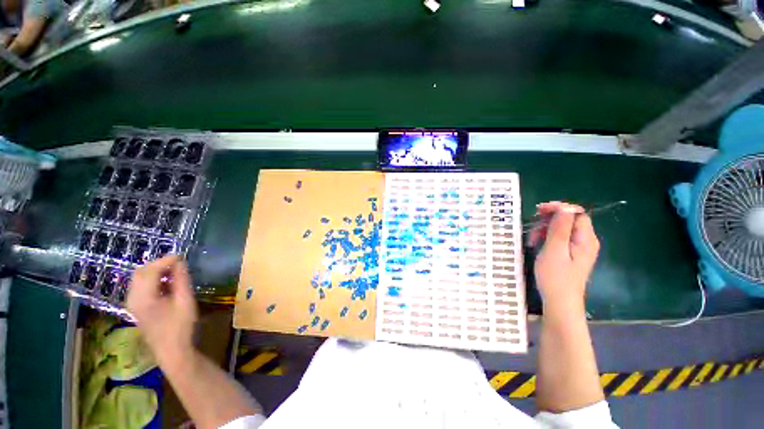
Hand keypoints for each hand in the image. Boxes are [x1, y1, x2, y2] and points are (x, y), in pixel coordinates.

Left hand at [127, 255, 197, 363]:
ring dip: (155, 271)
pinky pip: (140, 287)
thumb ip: (181, 280)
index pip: (150, 271)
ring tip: (174, 270)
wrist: (172, 351)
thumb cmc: (181, 326)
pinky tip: (166, 283)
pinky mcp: (136, 308)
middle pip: (140, 273)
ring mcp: (132, 304)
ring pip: (139, 279)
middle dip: (158, 264)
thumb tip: (180, 262)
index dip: (165, 260)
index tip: (182, 256)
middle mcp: (132, 299)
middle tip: (178, 262)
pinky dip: (152, 280)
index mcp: (143, 298)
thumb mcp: (185, 301)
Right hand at [531, 202, 599, 312]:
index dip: (559, 208)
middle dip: (549, 220)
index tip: (539, 210)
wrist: (560, 302)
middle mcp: (586, 241)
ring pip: (563, 229)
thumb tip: (564, 208)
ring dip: (545, 230)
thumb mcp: (554, 250)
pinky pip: (560, 239)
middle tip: (532, 227)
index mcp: (586, 239)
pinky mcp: (571, 255)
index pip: (576, 213)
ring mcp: (579, 249)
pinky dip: (547, 238)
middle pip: (569, 220)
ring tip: (532, 240)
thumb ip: (559, 228)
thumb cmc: (555, 277)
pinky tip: (538, 245)